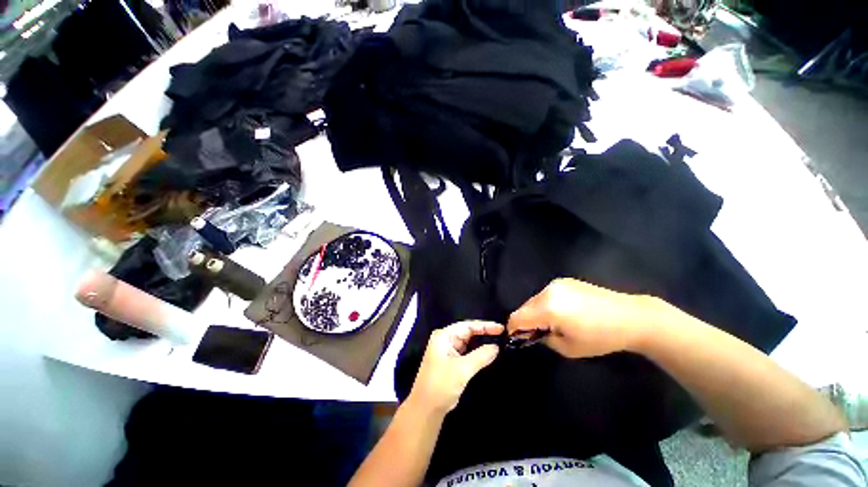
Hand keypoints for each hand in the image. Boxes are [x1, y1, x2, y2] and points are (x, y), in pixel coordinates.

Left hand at [408, 321, 502, 414]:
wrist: (426, 409)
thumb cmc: (441, 384)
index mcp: (444, 336)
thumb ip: (480, 356)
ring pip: (467, 342)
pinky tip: (487, 353)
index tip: (501, 328)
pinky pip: (466, 352)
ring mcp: (447, 350)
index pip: (467, 325)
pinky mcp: (450, 361)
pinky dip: (476, 352)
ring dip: (481, 342)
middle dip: (484, 332)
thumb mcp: (462, 369)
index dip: (485, 325)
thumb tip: (496, 347)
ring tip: (498, 341)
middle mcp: (445, 339)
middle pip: (467, 332)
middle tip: (502, 334)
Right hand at [507, 278, 663, 358]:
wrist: (631, 317)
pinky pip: (546, 294)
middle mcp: (547, 292)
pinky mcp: (565, 281)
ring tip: (553, 323)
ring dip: (536, 312)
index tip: (516, 338)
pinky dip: (546, 304)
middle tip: (537, 333)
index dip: (513, 329)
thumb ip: (544, 339)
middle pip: (524, 307)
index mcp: (547, 308)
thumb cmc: (601, 338)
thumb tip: (533, 333)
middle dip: (526, 321)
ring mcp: (556, 284)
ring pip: (535, 300)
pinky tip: (563, 312)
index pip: (517, 317)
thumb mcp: (569, 348)